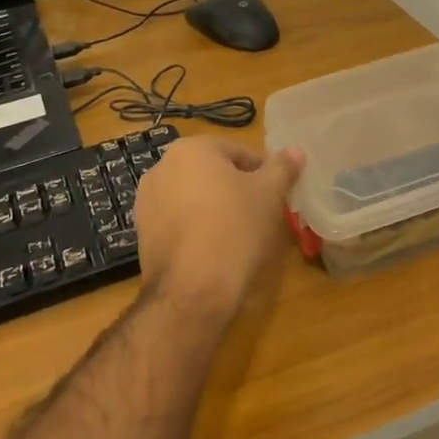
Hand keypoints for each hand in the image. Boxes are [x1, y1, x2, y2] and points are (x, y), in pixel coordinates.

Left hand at [134, 137, 304, 320]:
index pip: (238, 152)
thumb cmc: (234, 229)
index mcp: (191, 148)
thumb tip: (295, 151)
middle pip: (213, 172)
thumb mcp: (268, 194)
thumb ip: (282, 167)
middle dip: (236, 188)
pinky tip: (212, 248)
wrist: (191, 289)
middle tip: (258, 214)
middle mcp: (162, 166)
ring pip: (194, 196)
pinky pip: (178, 219)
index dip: (262, 173)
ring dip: (214, 207)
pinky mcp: (142, 231)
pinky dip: (195, 226)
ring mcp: (147, 200)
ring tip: (236, 234)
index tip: (275, 196)